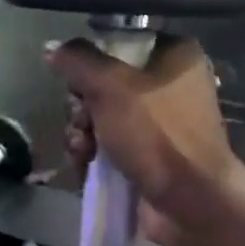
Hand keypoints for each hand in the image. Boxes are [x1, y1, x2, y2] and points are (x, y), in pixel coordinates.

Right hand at [51, 35, 244, 245]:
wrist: (192, 202)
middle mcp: (170, 86)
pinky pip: (109, 147)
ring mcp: (159, 126)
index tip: (77, 80)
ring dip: (82, 134)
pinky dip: (93, 156)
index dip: (93, 61)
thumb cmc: (158, 134)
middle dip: (83, 106)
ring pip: (102, 118)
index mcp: (175, 57)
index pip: (121, 43)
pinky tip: (85, 166)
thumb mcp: (112, 87)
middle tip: (83, 120)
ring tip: (83, 150)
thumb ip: (79, 61)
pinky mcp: (148, 157)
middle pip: (105, 84)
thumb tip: (53, 48)